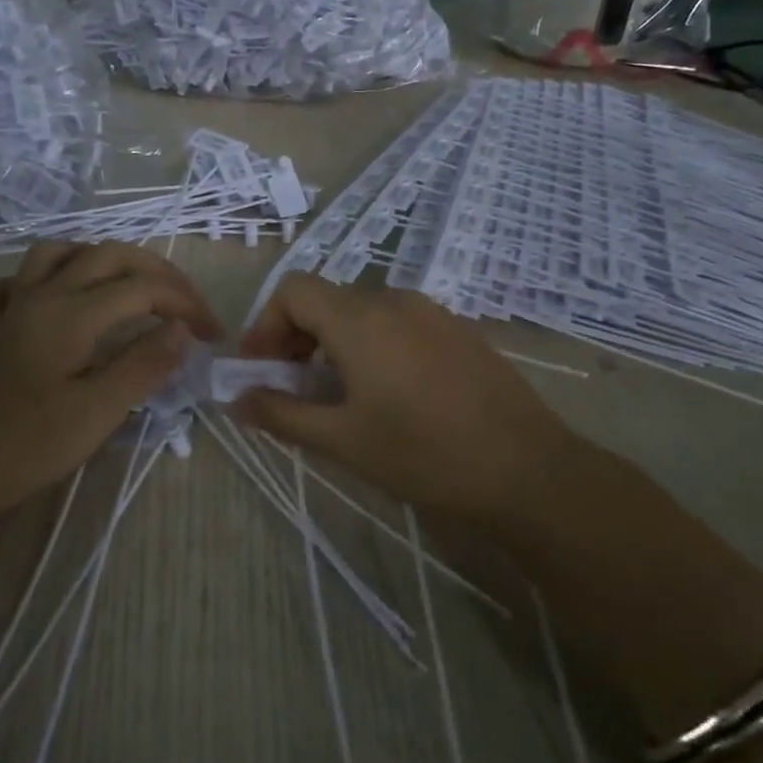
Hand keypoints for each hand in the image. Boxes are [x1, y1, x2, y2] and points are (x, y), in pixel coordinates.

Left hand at [0, 242, 221, 517]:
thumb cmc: (25, 446)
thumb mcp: (97, 411)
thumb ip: (144, 364)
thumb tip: (182, 329)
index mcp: (72, 312)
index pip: (144, 288)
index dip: (187, 304)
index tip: (214, 336)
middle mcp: (42, 295)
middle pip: (108, 255)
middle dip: (157, 272)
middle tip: (187, 304)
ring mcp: (12, 308)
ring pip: (58, 254)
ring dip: (101, 259)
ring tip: (130, 285)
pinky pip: (13, 283)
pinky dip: (40, 280)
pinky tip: (52, 301)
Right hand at [235, 276, 577, 517]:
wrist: (528, 471)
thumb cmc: (424, 455)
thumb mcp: (343, 441)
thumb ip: (281, 414)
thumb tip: (234, 399)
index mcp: (360, 320)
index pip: (293, 290)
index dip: (266, 324)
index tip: (261, 370)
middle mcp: (394, 300)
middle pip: (326, 299)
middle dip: (296, 337)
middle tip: (291, 387)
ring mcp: (432, 311)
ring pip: (363, 311)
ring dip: (334, 342)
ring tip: (337, 394)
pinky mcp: (458, 329)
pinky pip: (398, 322)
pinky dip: (372, 344)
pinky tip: (387, 392)